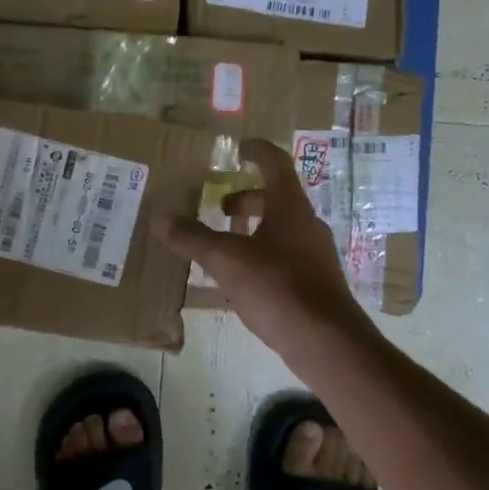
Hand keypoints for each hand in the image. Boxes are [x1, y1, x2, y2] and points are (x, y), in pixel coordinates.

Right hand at [157, 138, 380, 363]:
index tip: (238, 147)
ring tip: (224, 243)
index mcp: (290, 206)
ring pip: (281, 228)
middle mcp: (306, 223)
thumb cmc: (278, 288)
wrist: (327, 342)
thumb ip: (193, 238)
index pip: (275, 163)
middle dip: (246, 198)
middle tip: (219, 207)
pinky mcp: (315, 282)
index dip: (256, 150)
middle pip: (276, 197)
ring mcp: (314, 254)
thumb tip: (161, 218)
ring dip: (253, 227)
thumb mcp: (226, 260)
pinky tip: (242, 277)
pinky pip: (285, 254)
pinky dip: (261, 253)